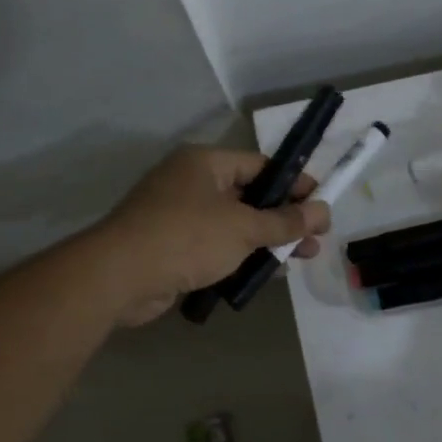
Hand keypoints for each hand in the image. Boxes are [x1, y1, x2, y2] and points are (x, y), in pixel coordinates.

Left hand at [89, 147, 331, 324]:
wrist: (118, 277)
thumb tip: (323, 211)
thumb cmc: (186, 238)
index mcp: (205, 163)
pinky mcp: (172, 247)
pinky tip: (266, 274)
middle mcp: (191, 183)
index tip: (321, 203)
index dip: (294, 184)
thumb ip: (285, 221)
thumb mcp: (244, 227)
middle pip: (250, 196)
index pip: (261, 166)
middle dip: (285, 218)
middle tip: (316, 238)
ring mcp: (179, 216)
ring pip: (234, 225)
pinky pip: (216, 246)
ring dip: (267, 241)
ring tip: (301, 259)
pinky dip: (241, 257)